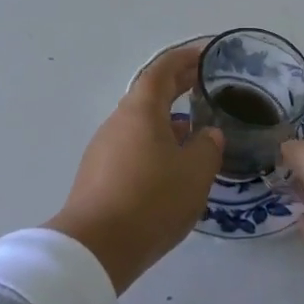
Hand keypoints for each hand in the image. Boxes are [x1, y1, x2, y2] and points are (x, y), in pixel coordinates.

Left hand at [45, 42, 224, 293]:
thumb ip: (207, 146)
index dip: (186, 58)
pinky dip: (156, 144)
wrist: (95, 249)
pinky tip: (173, 166)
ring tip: (197, 130)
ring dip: (168, 119)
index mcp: (141, 109)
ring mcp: (104, 148)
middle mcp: (119, 121)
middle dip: (179, 86)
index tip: (207, 54)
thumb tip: (207, 134)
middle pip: (150, 93)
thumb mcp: (195, 172)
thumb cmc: (151, 200)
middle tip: (208, 85)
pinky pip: (133, 147)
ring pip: (142, 123)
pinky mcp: (100, 175)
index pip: (163, 69)